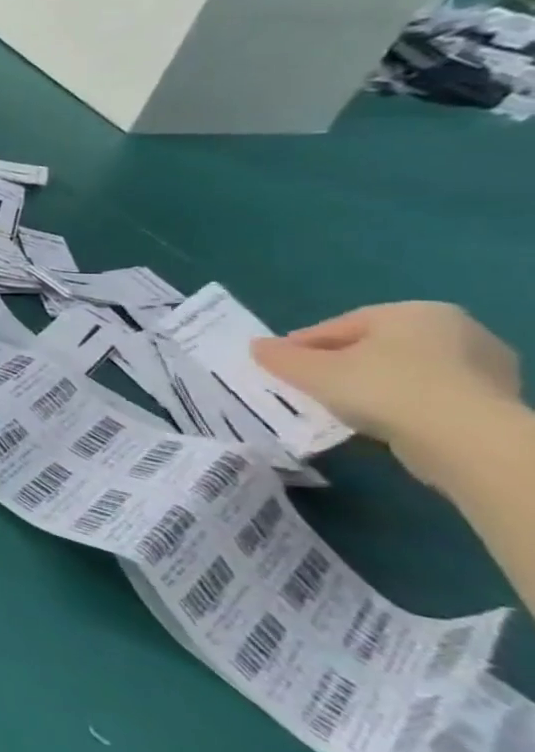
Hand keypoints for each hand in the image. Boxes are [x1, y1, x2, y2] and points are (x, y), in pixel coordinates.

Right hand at [252, 302, 520, 480]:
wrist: (466, 440)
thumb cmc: (383, 389)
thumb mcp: (314, 372)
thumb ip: (280, 357)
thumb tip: (256, 346)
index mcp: (413, 311)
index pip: (340, 325)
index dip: (302, 345)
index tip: (278, 365)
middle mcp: (456, 329)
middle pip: (375, 346)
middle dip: (340, 364)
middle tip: (308, 385)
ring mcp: (484, 365)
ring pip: (404, 371)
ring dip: (371, 385)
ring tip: (341, 406)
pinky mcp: (495, 400)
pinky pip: (430, 395)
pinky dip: (402, 403)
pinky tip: (381, 420)